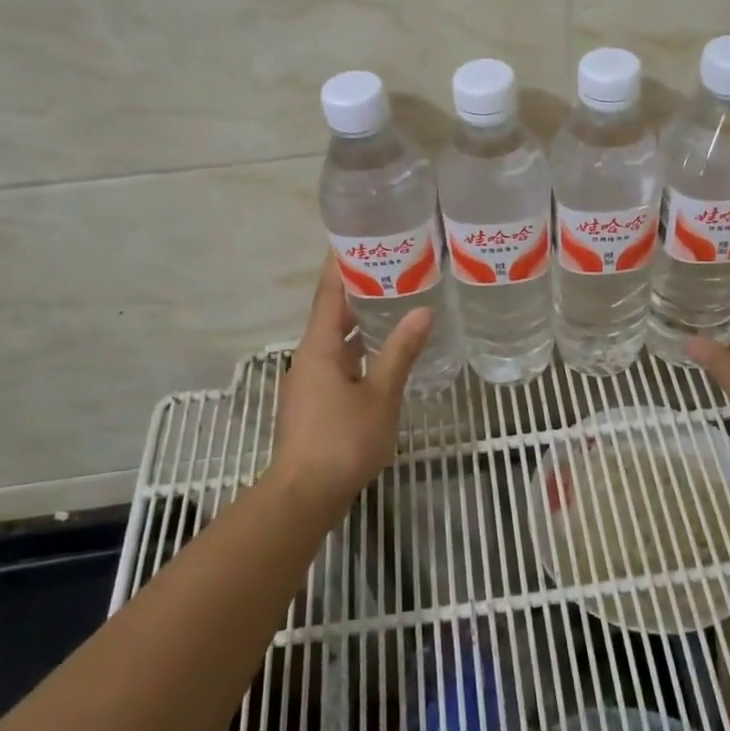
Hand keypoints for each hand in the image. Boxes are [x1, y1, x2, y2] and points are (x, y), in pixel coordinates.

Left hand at [272, 258, 432, 509]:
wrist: (306, 494)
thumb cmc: (343, 441)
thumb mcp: (381, 395)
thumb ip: (401, 352)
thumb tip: (423, 311)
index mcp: (319, 347)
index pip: (329, 292)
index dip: (341, 263)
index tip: (359, 236)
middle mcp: (309, 357)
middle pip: (332, 312)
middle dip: (359, 288)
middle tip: (392, 265)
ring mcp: (310, 381)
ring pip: (336, 339)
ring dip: (360, 319)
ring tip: (394, 300)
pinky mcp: (316, 402)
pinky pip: (339, 360)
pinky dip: (359, 347)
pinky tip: (384, 351)